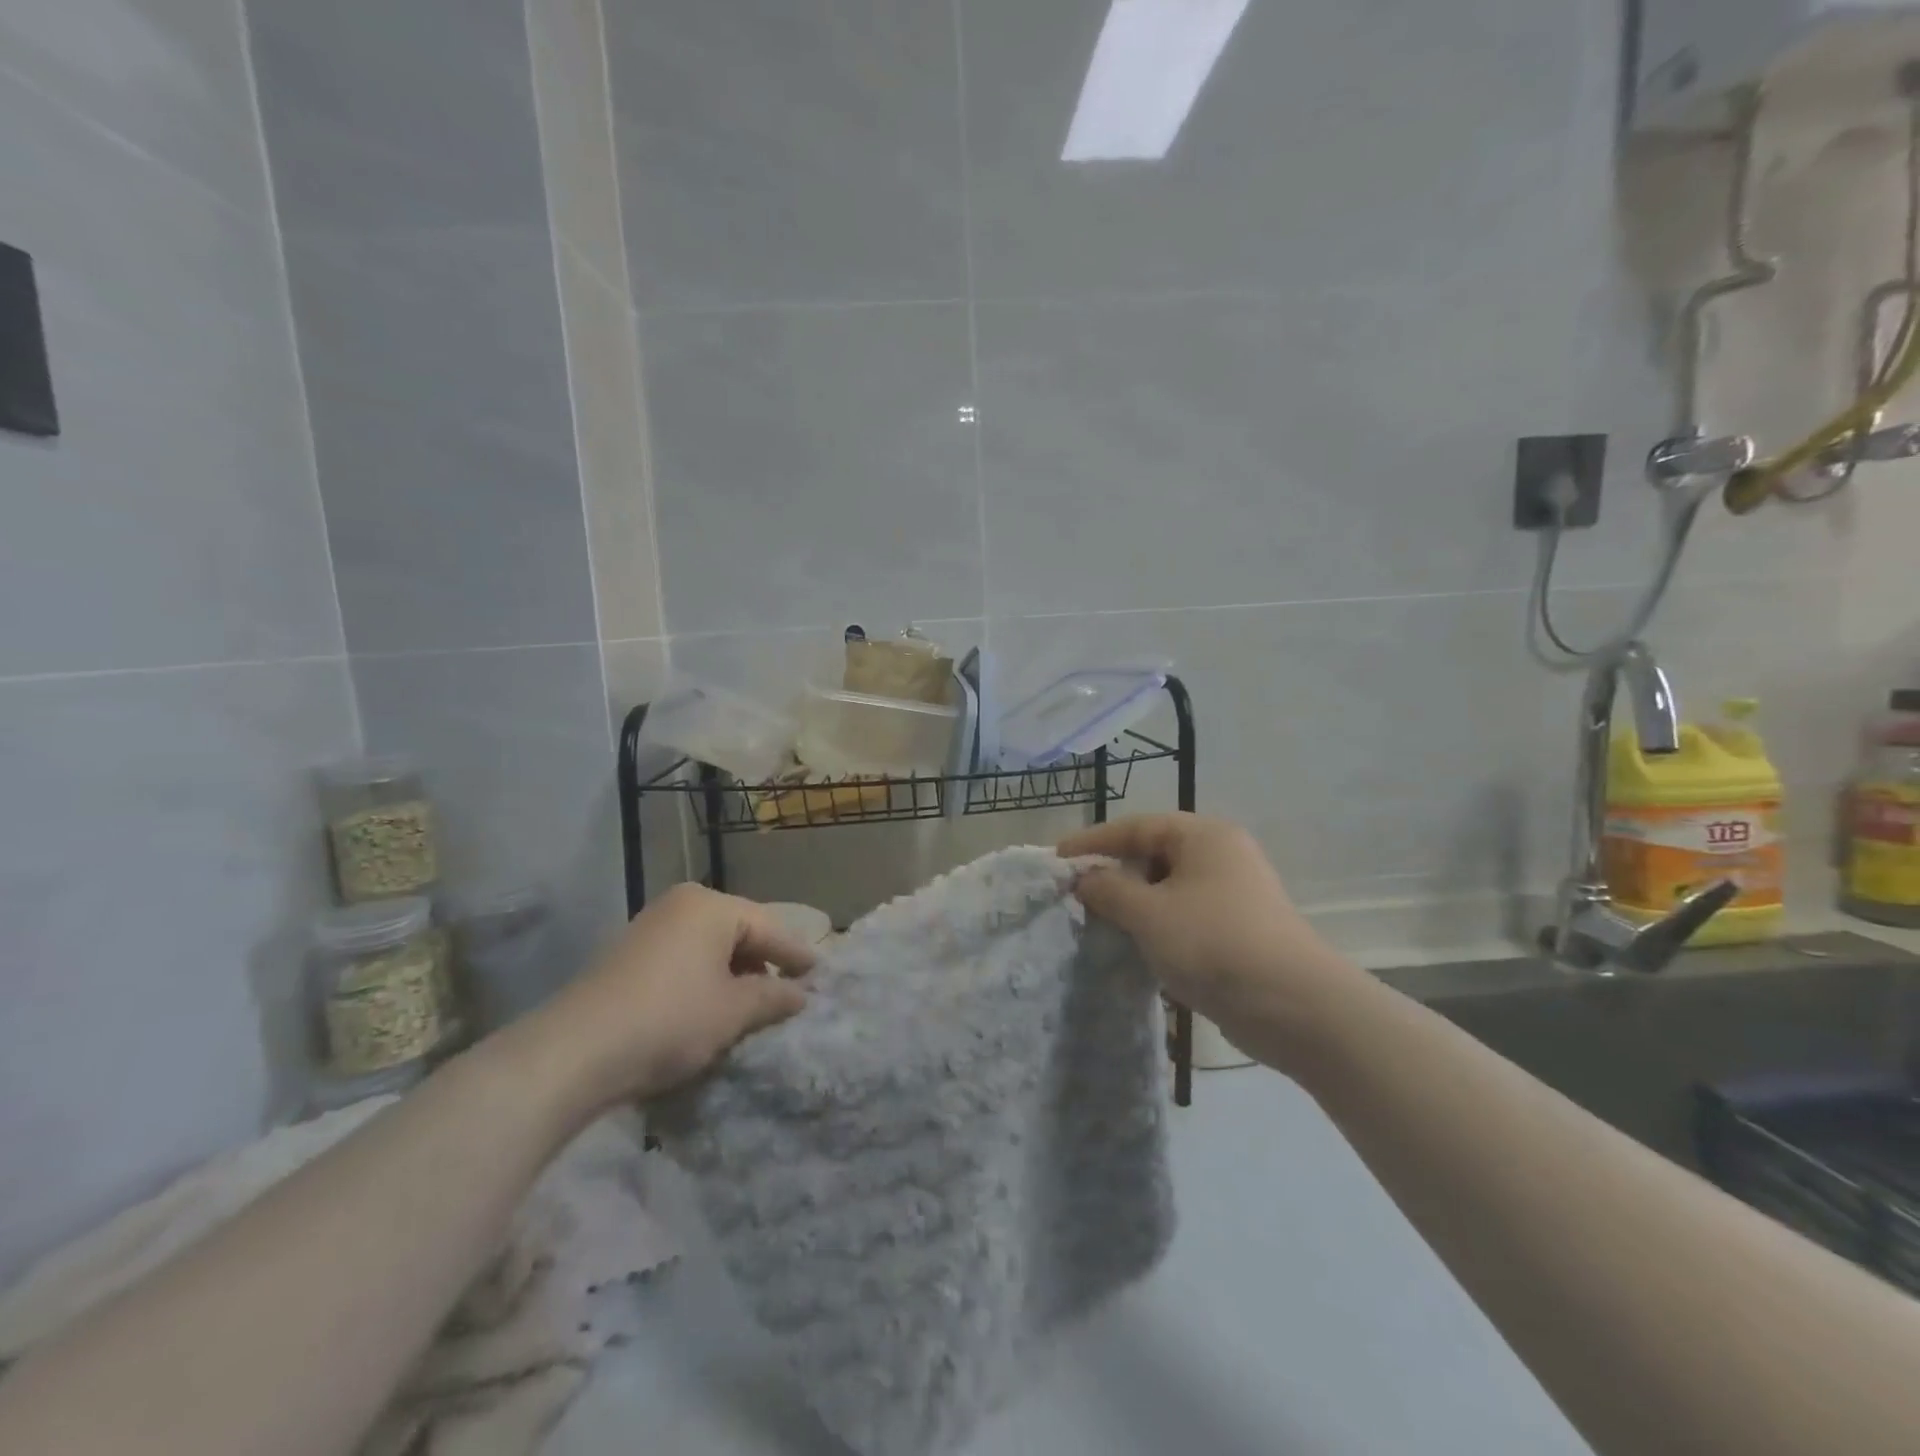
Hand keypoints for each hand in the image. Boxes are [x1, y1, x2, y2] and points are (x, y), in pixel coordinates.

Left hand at [513, 883, 815, 1120]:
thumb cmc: (670, 1020)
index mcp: (711, 906)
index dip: (796, 954)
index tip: (820, 975)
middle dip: (763, 963)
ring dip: (733, 974)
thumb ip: (773, 997)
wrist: (574, 1052)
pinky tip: (709, 1008)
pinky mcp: (627, 956)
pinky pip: (683, 959)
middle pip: (738, 931)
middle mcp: (681, 905)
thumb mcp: (733, 1011)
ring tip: (751, 1006)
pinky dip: (703, 979)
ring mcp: (649, 927)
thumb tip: (801, 994)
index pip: (769, 927)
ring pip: (709, 947)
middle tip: (787, 992)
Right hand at [1060, 814, 1361, 1072]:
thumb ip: (1108, 890)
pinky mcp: (1238, 930)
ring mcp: (1233, 894)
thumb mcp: (1148, 913)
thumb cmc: (1213, 943)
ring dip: (1134, 905)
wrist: (1294, 1007)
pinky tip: (1136, 948)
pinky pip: (1185, 916)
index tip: (1057, 860)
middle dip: (1113, 874)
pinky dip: (1158, 926)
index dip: (1092, 842)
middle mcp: (1221, 855)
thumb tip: (1084, 879)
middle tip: (1076, 895)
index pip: (1135, 827)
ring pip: (1168, 889)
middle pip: (1153, 855)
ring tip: (1100, 923)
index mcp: (1203, 836)